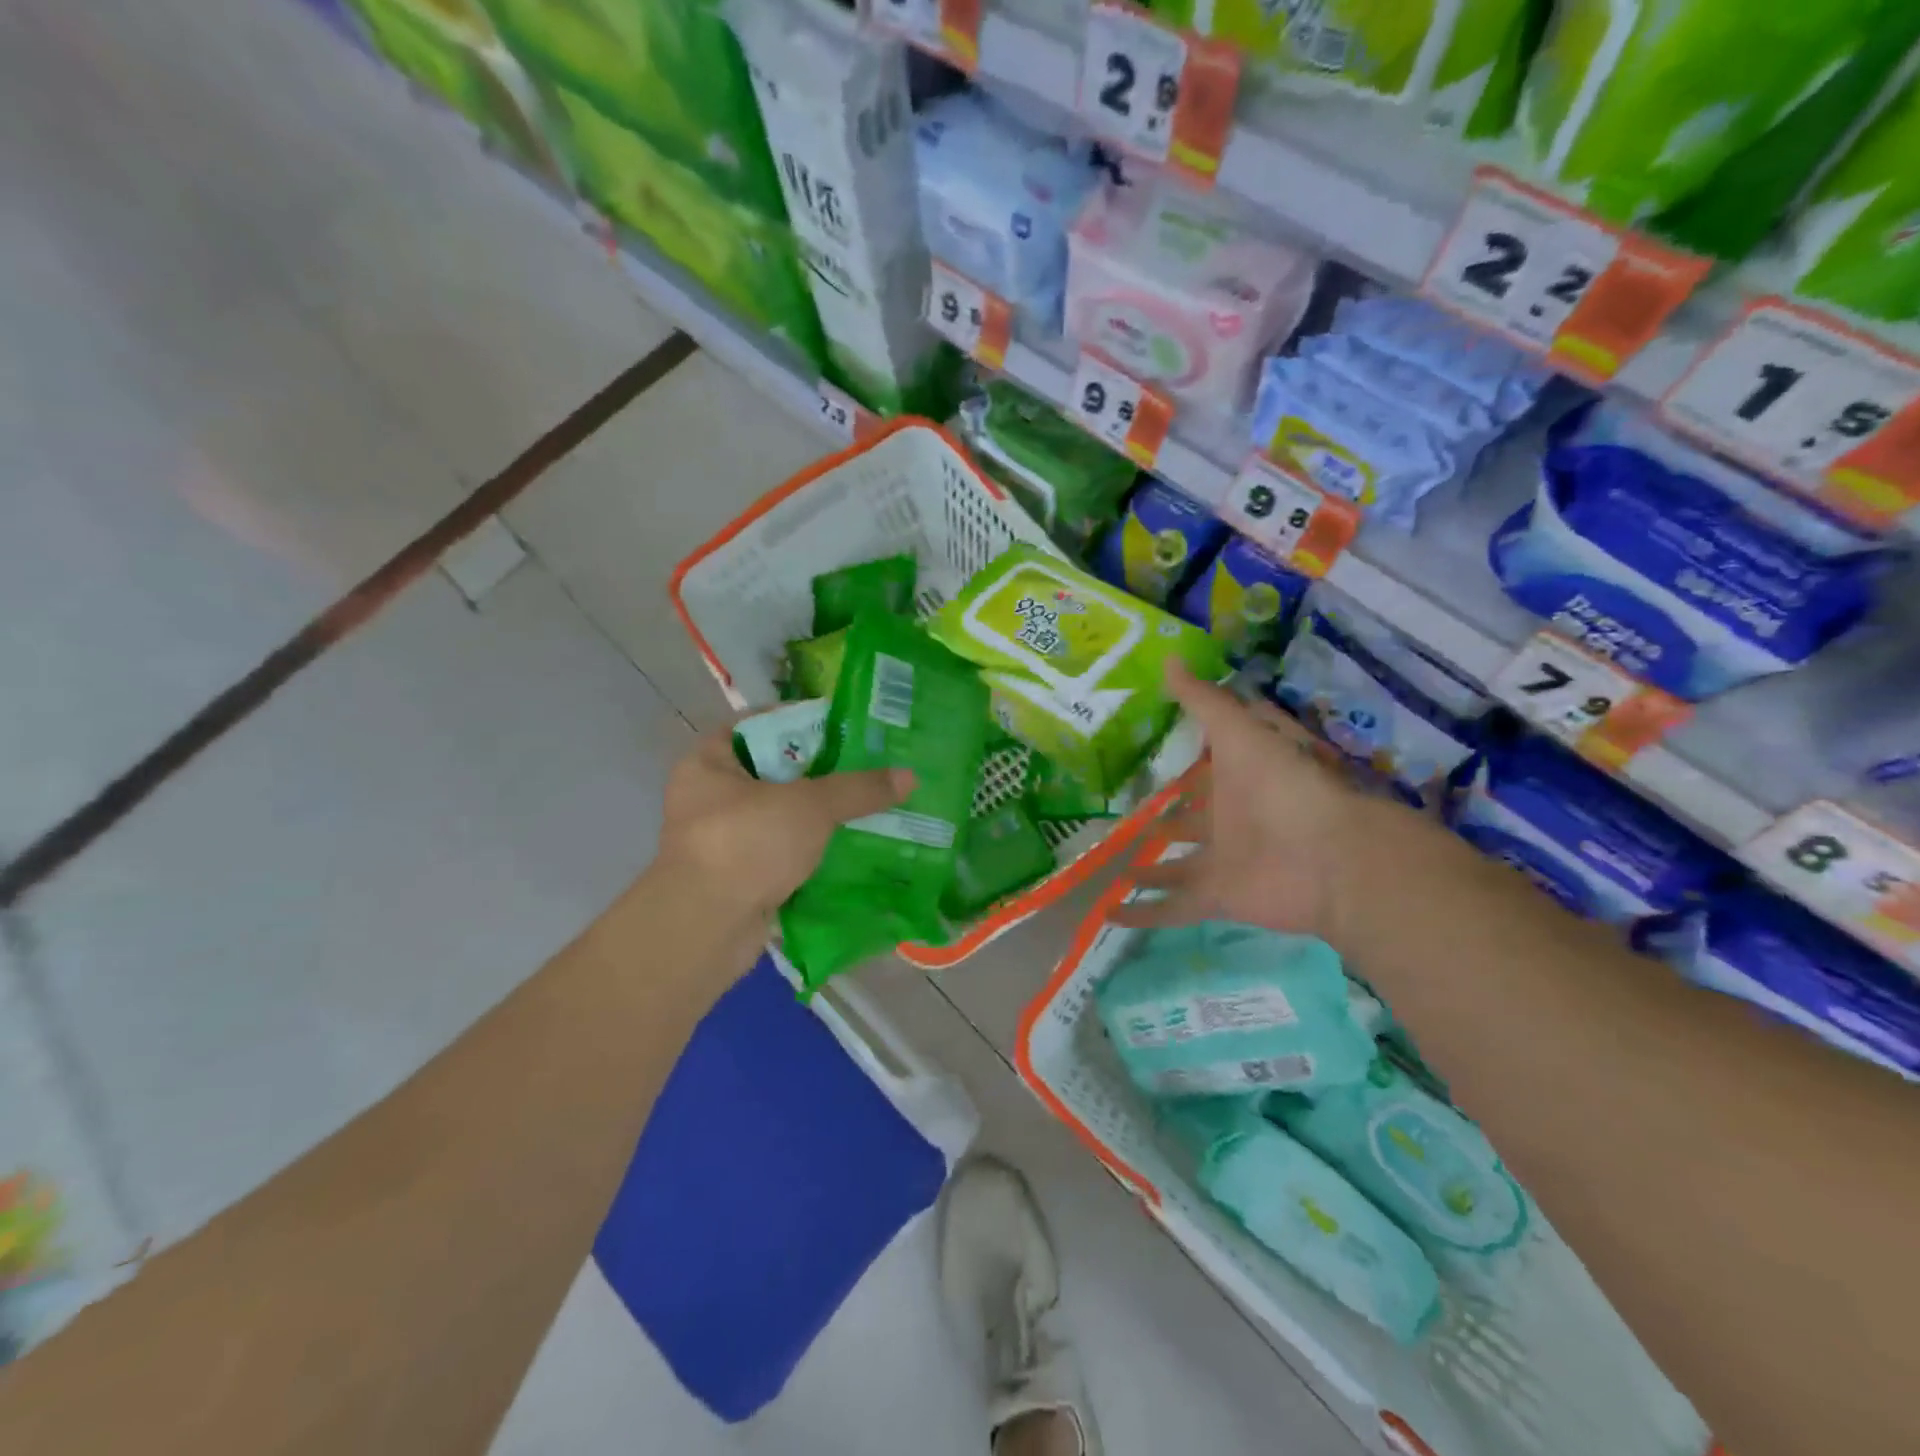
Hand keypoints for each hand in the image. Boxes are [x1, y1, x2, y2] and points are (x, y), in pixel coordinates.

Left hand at [654, 728, 912, 932]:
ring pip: (783, 817)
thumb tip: (909, 776)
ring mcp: (723, 841)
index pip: (760, 726)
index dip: (803, 722)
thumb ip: (858, 789)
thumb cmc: (748, 842)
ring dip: (822, 818)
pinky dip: (814, 853)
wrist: (708, 927)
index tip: (846, 728)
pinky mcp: (740, 878)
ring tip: (871, 808)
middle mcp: (710, 797)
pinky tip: (854, 849)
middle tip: (869, 768)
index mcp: (709, 762)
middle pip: (776, 773)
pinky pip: (785, 854)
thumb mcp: (810, 805)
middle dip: (823, 774)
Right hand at [1115, 662, 1397, 941]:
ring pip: (1176, 867)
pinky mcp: (1216, 898)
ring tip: (1113, 870)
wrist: (1330, 856)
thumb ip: (1204, 700)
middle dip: (1162, 825)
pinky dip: (1142, 914)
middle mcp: (1227, 822)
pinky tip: (1108, 915)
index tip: (1146, 763)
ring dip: (1149, 871)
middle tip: (1120, 824)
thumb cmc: (1285, 785)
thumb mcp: (1241, 731)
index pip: (1204, 772)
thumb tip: (1168, 657)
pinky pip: (1171, 907)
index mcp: (1236, 781)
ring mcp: (1222, 862)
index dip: (1181, 767)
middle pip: (1188, 823)